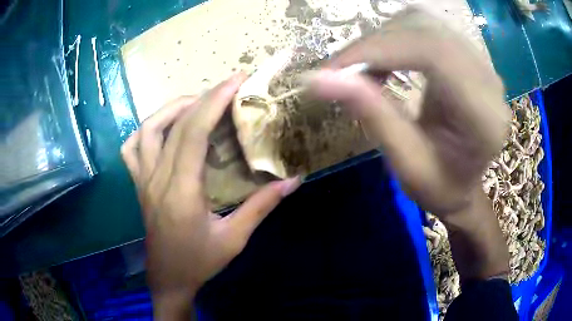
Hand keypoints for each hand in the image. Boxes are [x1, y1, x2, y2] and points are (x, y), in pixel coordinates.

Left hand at [121, 74, 300, 317]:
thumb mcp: (235, 238)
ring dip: (172, 109)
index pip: (194, 132)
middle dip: (203, 97)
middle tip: (227, 88)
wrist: (168, 278)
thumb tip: (293, 180)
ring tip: (197, 104)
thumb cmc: (200, 262)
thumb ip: (262, 206)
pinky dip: (145, 131)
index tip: (236, 80)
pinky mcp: (138, 184)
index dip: (215, 101)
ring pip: (147, 129)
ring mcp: (142, 180)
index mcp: (181, 191)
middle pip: (174, 124)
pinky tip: (163, 130)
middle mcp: (156, 178)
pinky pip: (131, 149)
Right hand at [310, 6, 509, 215]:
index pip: (433, 53)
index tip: (334, 67)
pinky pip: (427, 29)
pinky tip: (385, 61)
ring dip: (384, 38)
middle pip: (426, 29)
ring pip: (423, 23)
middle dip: (376, 43)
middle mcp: (489, 79)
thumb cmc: (439, 187)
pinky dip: (396, 38)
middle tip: (343, 71)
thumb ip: (371, 114)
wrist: (464, 185)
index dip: (379, 49)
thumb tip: (318, 78)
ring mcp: (481, 63)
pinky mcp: (469, 57)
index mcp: (483, 115)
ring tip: (364, 69)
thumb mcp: (405, 163)